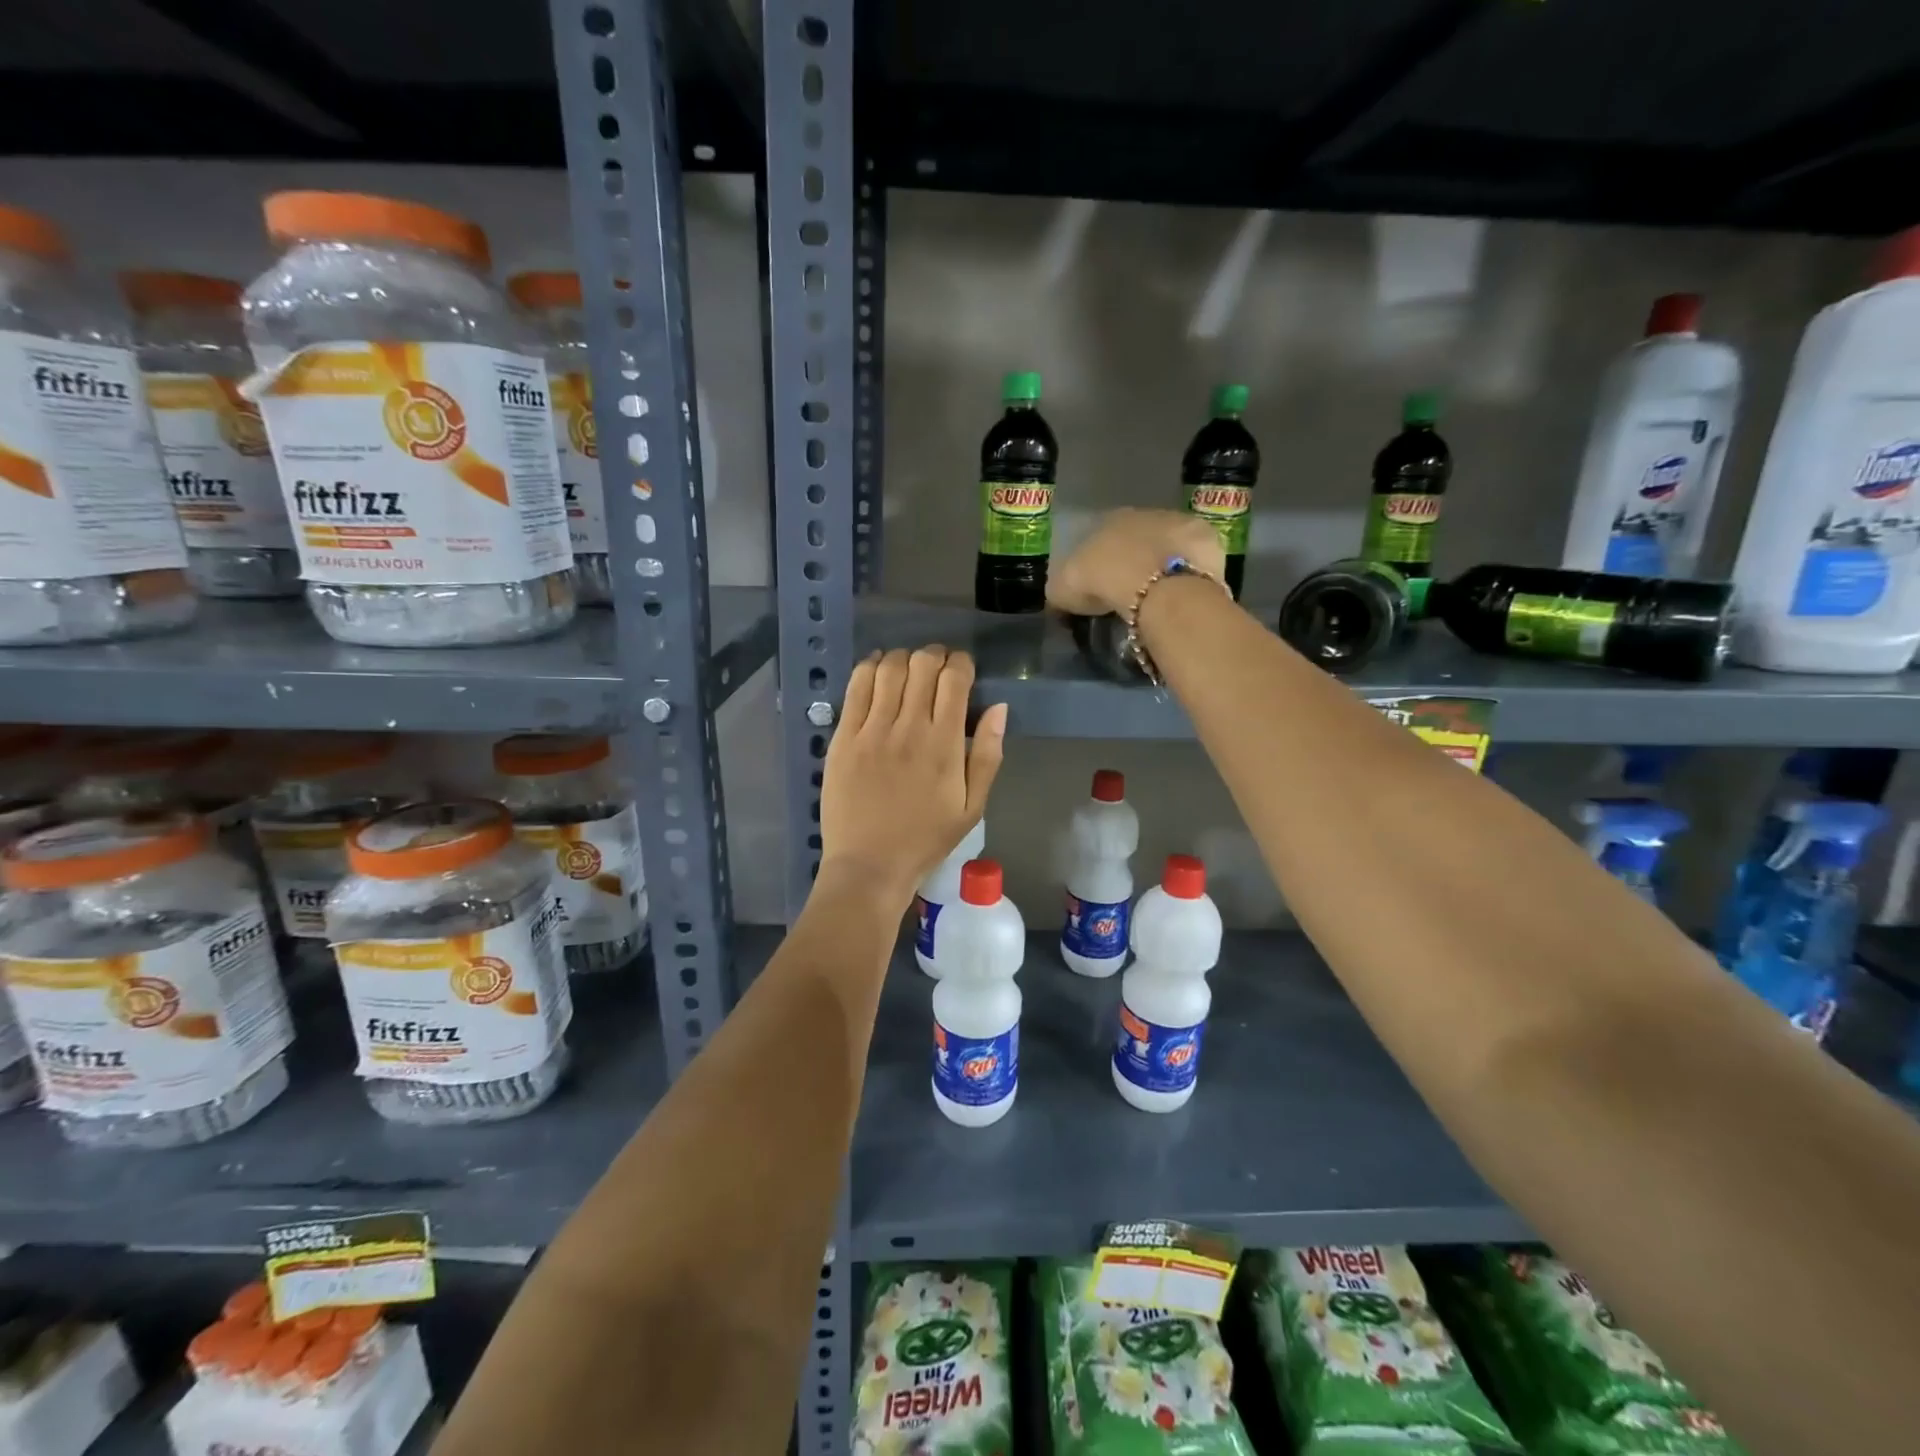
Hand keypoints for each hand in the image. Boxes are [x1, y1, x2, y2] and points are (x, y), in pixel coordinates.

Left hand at [820, 646, 1007, 908]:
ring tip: (908, 669)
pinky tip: (877, 669)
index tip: (962, 670)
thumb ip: (989, 755)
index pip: (954, 679)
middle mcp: (909, 727)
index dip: (961, 663)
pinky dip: (869, 668)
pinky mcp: (844, 737)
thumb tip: (999, 708)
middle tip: (937, 666)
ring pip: (889, 669)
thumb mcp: (973, 806)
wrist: (869, 864)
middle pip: (922, 665)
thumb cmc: (926, 839)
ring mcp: (872, 730)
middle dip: (935, 656)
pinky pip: (856, 687)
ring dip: (903, 658)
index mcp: (945, 744)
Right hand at [1048, 508, 1224, 616]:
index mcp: (1109, 519)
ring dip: (1166, 563)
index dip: (1103, 562)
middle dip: (1138, 559)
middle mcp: (1145, 513)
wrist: (1156, 586)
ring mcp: (1180, 523)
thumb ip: (1061, 588)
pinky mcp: (1208, 540)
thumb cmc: (1104, 581)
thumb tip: (1059, 597)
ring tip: (1163, 595)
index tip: (1103, 586)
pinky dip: (1193, 572)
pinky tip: (1186, 593)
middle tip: (1134, 592)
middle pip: (1140, 538)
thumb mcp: (1063, 589)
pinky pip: (1197, 559)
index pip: (1103, 536)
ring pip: (1170, 544)